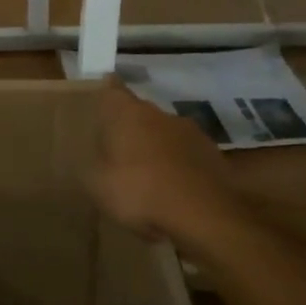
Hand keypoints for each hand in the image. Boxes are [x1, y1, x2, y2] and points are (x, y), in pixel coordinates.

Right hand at [89, 77, 240, 242]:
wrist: (205, 215)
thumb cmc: (139, 191)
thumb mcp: (96, 184)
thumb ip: (91, 164)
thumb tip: (92, 156)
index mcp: (128, 114)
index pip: (113, 90)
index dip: (107, 90)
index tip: (103, 92)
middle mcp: (160, 115)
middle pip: (141, 114)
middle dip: (131, 128)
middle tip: (118, 150)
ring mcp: (191, 133)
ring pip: (166, 135)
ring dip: (157, 149)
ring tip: (147, 176)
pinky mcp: (214, 156)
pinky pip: (187, 157)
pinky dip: (179, 168)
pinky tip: (173, 191)